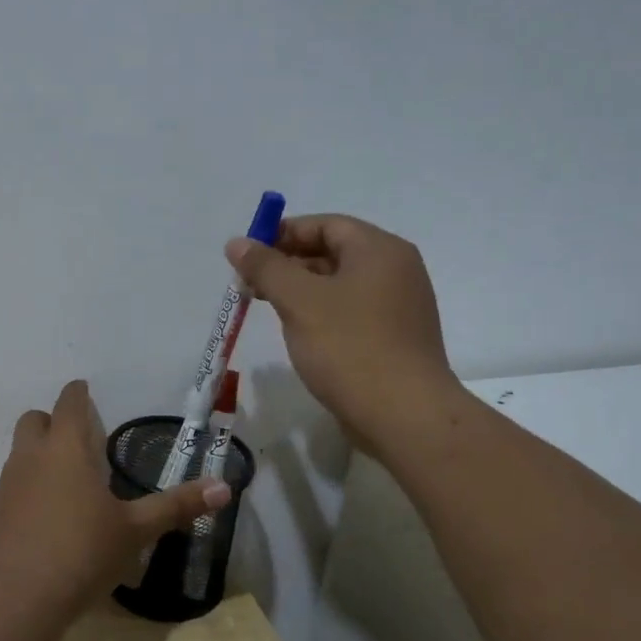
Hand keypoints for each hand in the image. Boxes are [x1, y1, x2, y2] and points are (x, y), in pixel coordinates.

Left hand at [0, 380, 230, 619]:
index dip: (78, 393)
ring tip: (70, 482)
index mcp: (66, 448)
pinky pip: (12, 485)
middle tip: (81, 441)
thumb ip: (176, 506)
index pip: (69, 403)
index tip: (86, 392)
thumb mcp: (135, 531)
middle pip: (34, 420)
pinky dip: (29, 488)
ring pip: (20, 452)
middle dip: (53, 421)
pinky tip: (49, 519)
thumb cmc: (81, 552)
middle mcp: (31, 457)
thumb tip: (225, 487)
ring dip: (40, 455)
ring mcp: (7, 485)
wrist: (14, 599)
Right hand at [225, 214, 462, 441]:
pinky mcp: (394, 338)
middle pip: (333, 252)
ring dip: (301, 290)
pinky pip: (351, 311)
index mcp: (380, 250)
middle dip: (288, 263)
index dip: (283, 233)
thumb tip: (237, 243)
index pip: (325, 225)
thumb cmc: (350, 347)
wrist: (404, 415)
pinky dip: (321, 313)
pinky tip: (299, 332)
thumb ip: (266, 267)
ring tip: (267, 307)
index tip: (248, 254)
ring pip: (340, 284)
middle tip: (250, 283)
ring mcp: (399, 306)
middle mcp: (396, 270)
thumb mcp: (299, 301)